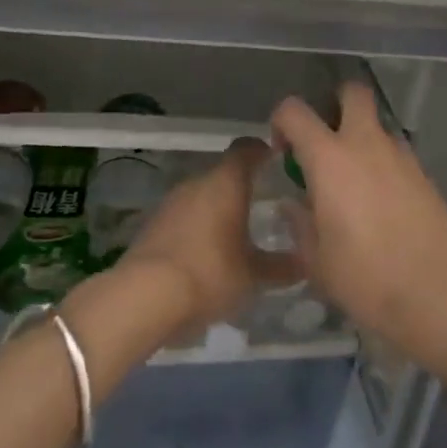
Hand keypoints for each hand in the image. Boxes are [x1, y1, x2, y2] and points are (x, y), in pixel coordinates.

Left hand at [118, 138, 290, 334]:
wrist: (141, 299)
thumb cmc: (209, 273)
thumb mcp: (253, 276)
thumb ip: (281, 267)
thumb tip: (305, 263)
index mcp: (226, 182)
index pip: (247, 148)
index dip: (263, 150)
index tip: (278, 163)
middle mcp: (197, 183)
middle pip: (224, 174)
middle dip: (243, 188)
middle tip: (265, 208)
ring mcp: (170, 203)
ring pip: (202, 197)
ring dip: (218, 210)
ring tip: (237, 236)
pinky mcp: (152, 226)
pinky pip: (184, 218)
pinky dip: (197, 229)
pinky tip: (207, 256)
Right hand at [271, 83, 446, 352]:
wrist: (436, 291)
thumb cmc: (365, 277)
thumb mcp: (316, 260)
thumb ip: (299, 224)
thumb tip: (292, 205)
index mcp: (330, 159)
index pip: (295, 111)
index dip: (281, 121)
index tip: (282, 150)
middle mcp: (366, 144)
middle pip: (353, 92)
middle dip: (336, 101)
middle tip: (325, 138)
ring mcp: (400, 156)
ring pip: (377, 126)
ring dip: (361, 139)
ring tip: (353, 184)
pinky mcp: (424, 173)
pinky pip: (395, 154)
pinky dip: (383, 165)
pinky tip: (380, 204)